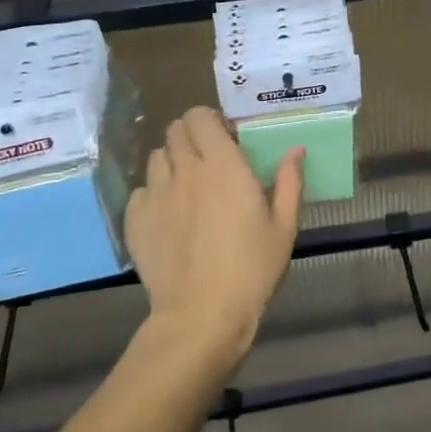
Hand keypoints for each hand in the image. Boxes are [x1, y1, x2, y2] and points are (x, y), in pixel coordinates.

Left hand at [124, 107, 301, 373]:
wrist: (201, 315)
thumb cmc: (252, 270)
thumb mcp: (284, 227)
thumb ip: (289, 182)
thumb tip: (295, 149)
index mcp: (223, 165)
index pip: (201, 116)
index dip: (211, 121)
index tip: (227, 139)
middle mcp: (185, 170)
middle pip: (175, 129)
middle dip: (192, 136)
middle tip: (209, 160)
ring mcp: (155, 194)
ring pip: (157, 157)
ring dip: (173, 162)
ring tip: (188, 187)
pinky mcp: (135, 220)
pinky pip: (141, 190)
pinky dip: (154, 193)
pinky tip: (169, 216)